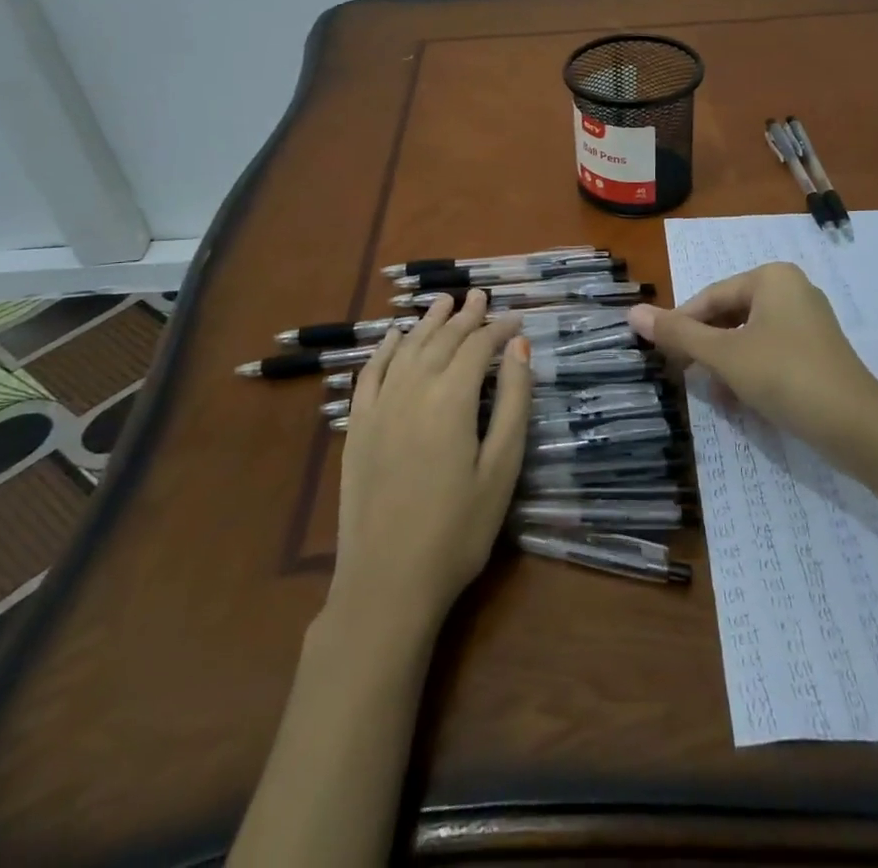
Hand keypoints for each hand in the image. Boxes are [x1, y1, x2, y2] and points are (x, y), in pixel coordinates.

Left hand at [330, 290, 532, 630]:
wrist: (387, 581)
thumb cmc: (458, 530)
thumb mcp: (502, 468)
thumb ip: (513, 403)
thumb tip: (519, 348)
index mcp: (451, 399)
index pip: (478, 346)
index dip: (499, 328)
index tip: (517, 318)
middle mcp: (412, 390)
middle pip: (441, 340)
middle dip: (465, 316)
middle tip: (481, 296)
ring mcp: (379, 407)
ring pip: (406, 348)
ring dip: (427, 322)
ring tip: (444, 302)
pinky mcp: (357, 427)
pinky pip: (370, 374)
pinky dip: (383, 349)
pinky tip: (392, 336)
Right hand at [629, 263, 877, 455]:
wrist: (855, 424)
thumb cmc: (784, 375)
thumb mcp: (724, 355)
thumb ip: (678, 334)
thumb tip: (632, 313)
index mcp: (771, 277)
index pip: (710, 297)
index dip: (681, 325)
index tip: (659, 353)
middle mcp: (791, 289)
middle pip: (730, 314)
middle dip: (705, 346)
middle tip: (683, 375)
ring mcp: (808, 320)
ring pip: (748, 336)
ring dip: (725, 363)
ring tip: (710, 393)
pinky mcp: (817, 350)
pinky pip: (770, 351)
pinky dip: (750, 370)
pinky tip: (738, 399)